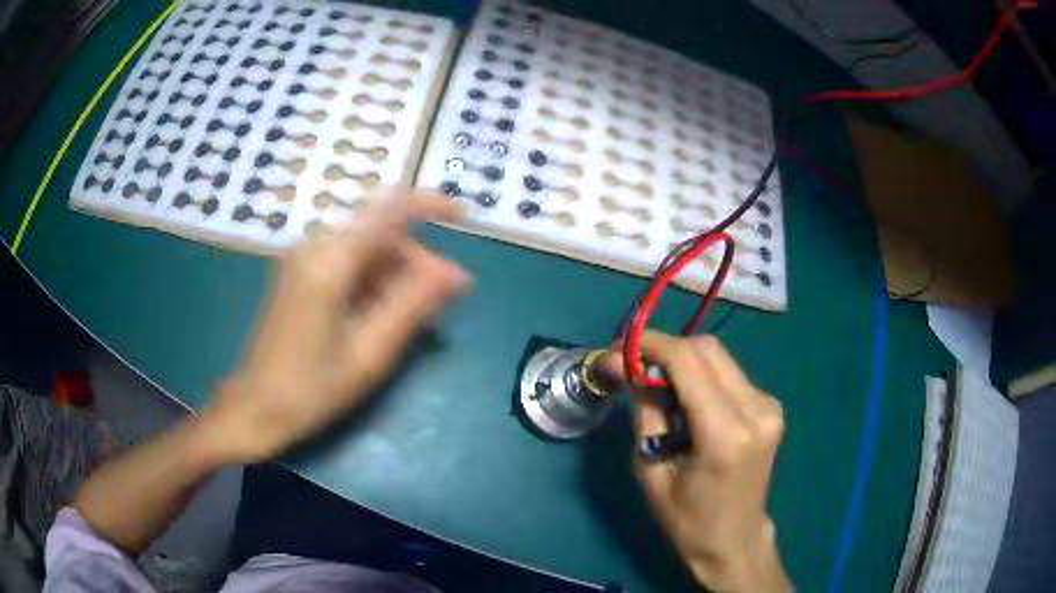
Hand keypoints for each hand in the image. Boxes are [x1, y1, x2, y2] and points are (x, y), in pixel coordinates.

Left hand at [199, 189, 471, 463]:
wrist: (255, 408)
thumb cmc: (311, 389)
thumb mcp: (370, 352)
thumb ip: (414, 304)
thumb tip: (457, 273)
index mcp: (330, 261)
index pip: (389, 208)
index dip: (430, 205)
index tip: (463, 219)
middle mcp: (314, 247)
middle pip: (380, 231)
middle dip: (416, 260)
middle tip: (442, 302)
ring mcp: (303, 259)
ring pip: (365, 248)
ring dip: (395, 275)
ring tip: (413, 319)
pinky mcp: (299, 274)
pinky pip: (347, 262)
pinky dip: (372, 282)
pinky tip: (381, 316)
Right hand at [600, 332, 790, 592]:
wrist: (733, 539)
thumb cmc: (685, 517)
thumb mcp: (651, 468)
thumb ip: (644, 409)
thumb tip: (622, 363)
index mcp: (725, 433)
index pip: (687, 361)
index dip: (650, 344)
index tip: (618, 348)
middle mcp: (756, 409)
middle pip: (707, 349)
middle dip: (666, 349)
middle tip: (634, 366)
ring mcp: (769, 405)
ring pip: (719, 357)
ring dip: (684, 362)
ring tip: (659, 386)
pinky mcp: (772, 406)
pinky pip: (730, 374)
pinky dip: (702, 376)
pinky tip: (689, 401)